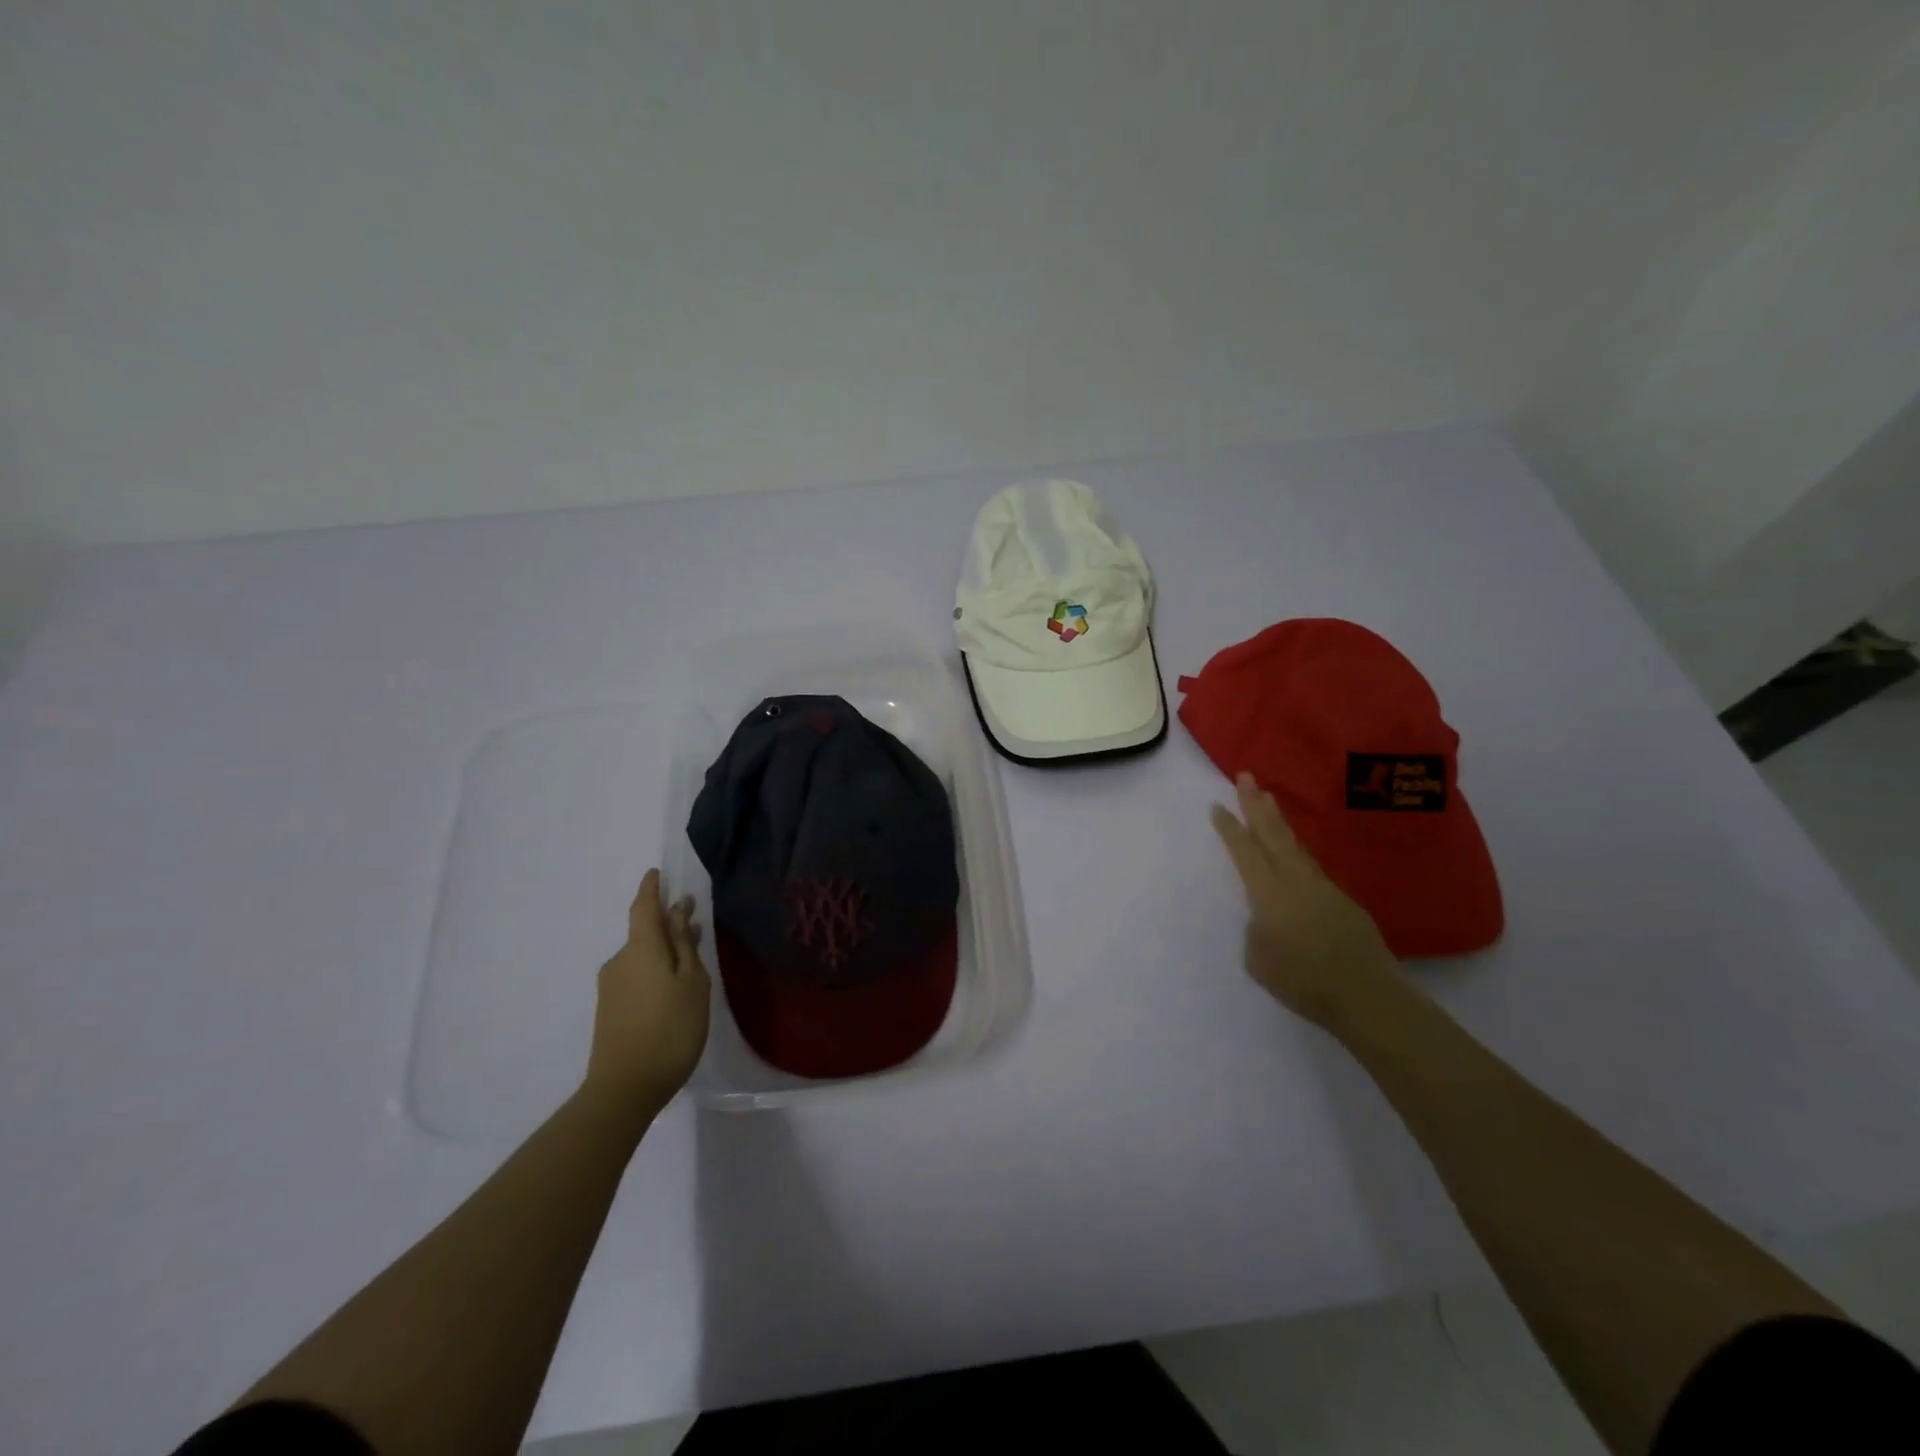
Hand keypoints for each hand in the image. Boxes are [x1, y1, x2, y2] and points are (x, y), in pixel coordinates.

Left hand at [582, 869, 711, 1118]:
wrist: (624, 1089)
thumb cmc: (670, 1029)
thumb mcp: (691, 982)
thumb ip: (685, 944)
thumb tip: (678, 911)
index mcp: (641, 948)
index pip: (643, 907)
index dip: (651, 888)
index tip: (657, 873)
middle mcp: (620, 960)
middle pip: (644, 931)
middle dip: (667, 922)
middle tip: (693, 918)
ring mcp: (611, 986)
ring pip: (642, 955)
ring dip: (664, 948)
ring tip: (691, 956)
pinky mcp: (610, 1009)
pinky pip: (636, 974)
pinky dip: (655, 968)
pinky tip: (673, 986)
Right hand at [1210, 772, 1407, 1033]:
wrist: (1367, 996)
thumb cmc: (1303, 982)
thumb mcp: (1259, 961)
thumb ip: (1257, 932)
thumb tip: (1268, 921)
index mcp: (1269, 893)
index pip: (1245, 852)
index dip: (1229, 828)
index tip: (1217, 804)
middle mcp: (1296, 881)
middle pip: (1273, 834)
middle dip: (1256, 804)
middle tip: (1246, 776)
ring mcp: (1323, 888)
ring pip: (1295, 846)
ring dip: (1279, 821)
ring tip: (1269, 800)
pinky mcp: (1343, 901)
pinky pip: (1311, 867)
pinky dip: (1297, 851)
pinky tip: (1294, 854)